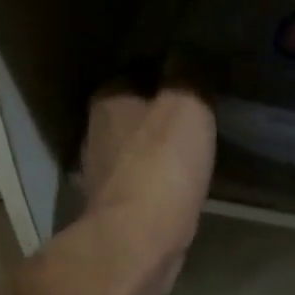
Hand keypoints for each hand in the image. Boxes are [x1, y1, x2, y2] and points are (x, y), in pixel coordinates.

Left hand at [79, 74, 216, 294]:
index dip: (167, 72)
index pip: (137, 70)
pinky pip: (140, 186)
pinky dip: (157, 185)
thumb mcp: (187, 105)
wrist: (138, 243)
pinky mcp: (114, 212)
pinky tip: (179, 191)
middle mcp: (96, 133)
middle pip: (132, 112)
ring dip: (157, 151)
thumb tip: (190, 52)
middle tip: (199, 118)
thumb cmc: (162, 167)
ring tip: (192, 155)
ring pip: (134, 151)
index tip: (196, 82)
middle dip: (160, 113)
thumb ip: (189, 73)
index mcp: (110, 100)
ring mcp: (101, 176)